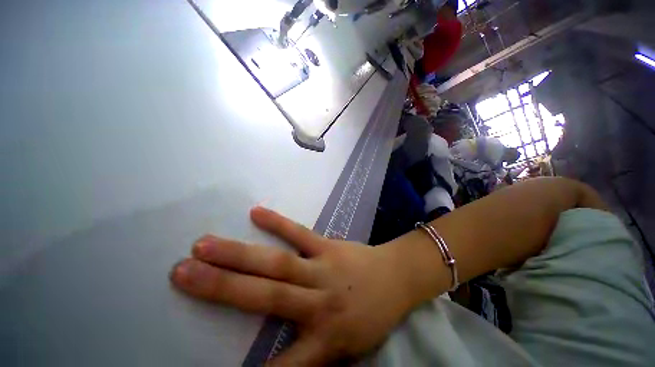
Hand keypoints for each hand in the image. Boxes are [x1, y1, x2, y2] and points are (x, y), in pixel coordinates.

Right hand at [170, 207, 413, 365]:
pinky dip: (278, 223)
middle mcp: (319, 301)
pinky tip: (255, 212)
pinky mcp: (329, 245)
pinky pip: (300, 233)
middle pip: (265, 295)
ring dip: (240, 254)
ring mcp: (323, 267)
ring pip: (278, 261)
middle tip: (180, 273)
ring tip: (205, 244)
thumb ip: (314, 358)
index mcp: (326, 339)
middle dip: (220, 287)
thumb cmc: (373, 315)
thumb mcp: (349, 349)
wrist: (396, 278)